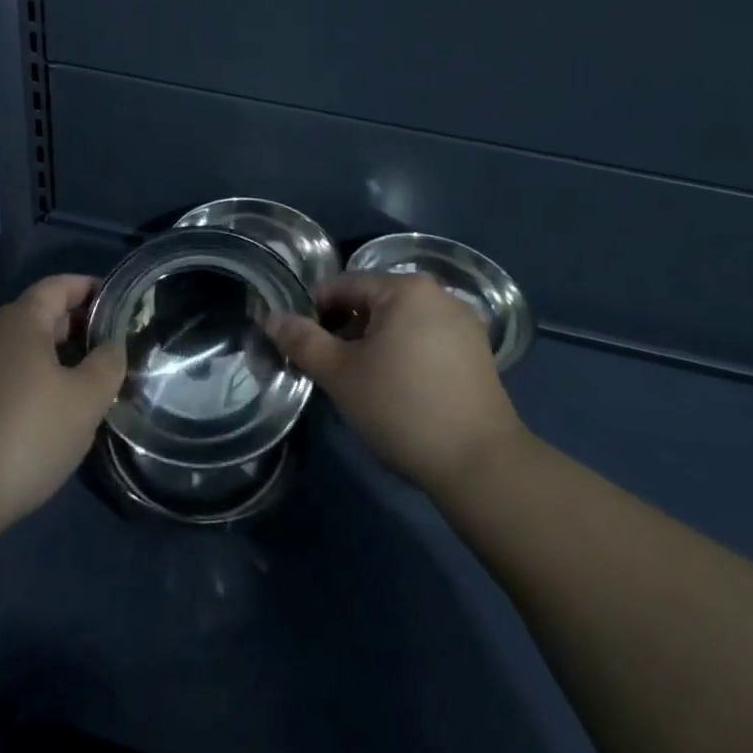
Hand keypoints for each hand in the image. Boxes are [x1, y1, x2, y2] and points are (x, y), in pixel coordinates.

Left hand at [0, 275, 125, 551]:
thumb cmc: (26, 434)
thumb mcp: (85, 400)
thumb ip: (107, 365)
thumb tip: (112, 346)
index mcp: (20, 320)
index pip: (59, 285)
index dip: (89, 288)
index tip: (117, 302)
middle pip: (39, 315)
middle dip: (76, 326)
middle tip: (110, 347)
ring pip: (22, 349)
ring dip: (55, 358)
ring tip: (87, 382)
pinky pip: (5, 375)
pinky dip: (32, 381)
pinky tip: (51, 413)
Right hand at [268, 272, 524, 496]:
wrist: (481, 466)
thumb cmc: (402, 408)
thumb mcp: (340, 374)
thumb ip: (302, 340)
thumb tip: (271, 317)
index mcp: (405, 288)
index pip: (342, 287)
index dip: (314, 314)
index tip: (303, 349)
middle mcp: (438, 294)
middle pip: (372, 303)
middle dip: (345, 331)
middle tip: (330, 371)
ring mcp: (463, 324)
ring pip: (399, 324)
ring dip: (373, 345)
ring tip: (361, 385)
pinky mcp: (478, 354)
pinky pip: (425, 341)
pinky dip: (403, 356)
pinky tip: (397, 392)